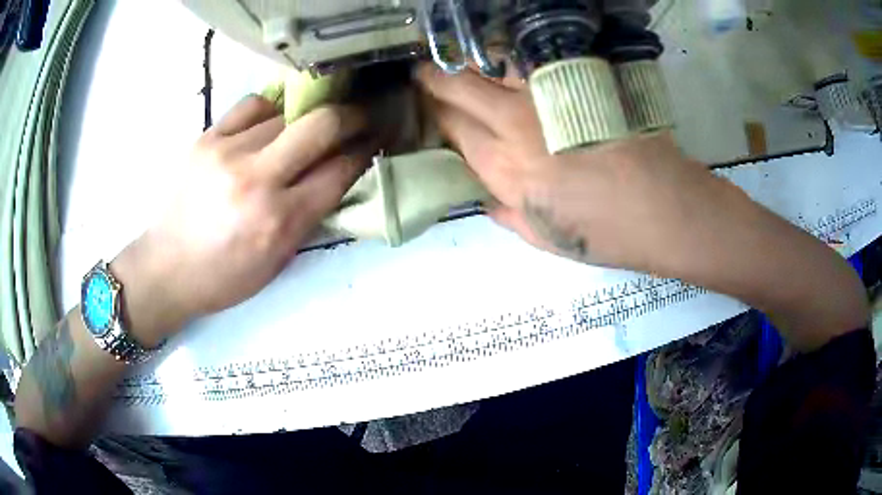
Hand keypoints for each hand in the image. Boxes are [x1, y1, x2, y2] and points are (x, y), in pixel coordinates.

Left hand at [113, 96, 373, 343]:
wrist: (166, 268)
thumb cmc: (224, 277)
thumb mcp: (277, 261)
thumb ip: (310, 216)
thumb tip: (337, 173)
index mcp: (279, 222)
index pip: (339, 171)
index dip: (364, 151)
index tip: (375, 140)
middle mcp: (257, 180)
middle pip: (321, 125)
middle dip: (352, 116)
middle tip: (360, 116)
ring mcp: (228, 152)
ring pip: (286, 112)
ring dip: (304, 120)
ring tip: (302, 131)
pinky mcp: (206, 138)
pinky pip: (251, 106)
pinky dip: (269, 111)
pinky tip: (268, 124)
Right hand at [417, 64, 724, 272]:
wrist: (663, 208)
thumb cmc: (604, 234)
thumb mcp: (544, 238)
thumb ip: (505, 213)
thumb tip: (487, 196)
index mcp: (502, 168)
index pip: (449, 126)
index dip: (434, 113)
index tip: (430, 107)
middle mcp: (513, 124)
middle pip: (457, 85)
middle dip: (434, 76)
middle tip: (428, 73)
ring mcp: (546, 96)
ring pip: (490, 63)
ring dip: (471, 61)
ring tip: (466, 64)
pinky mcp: (576, 80)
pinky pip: (530, 60)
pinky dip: (511, 58)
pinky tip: (510, 63)